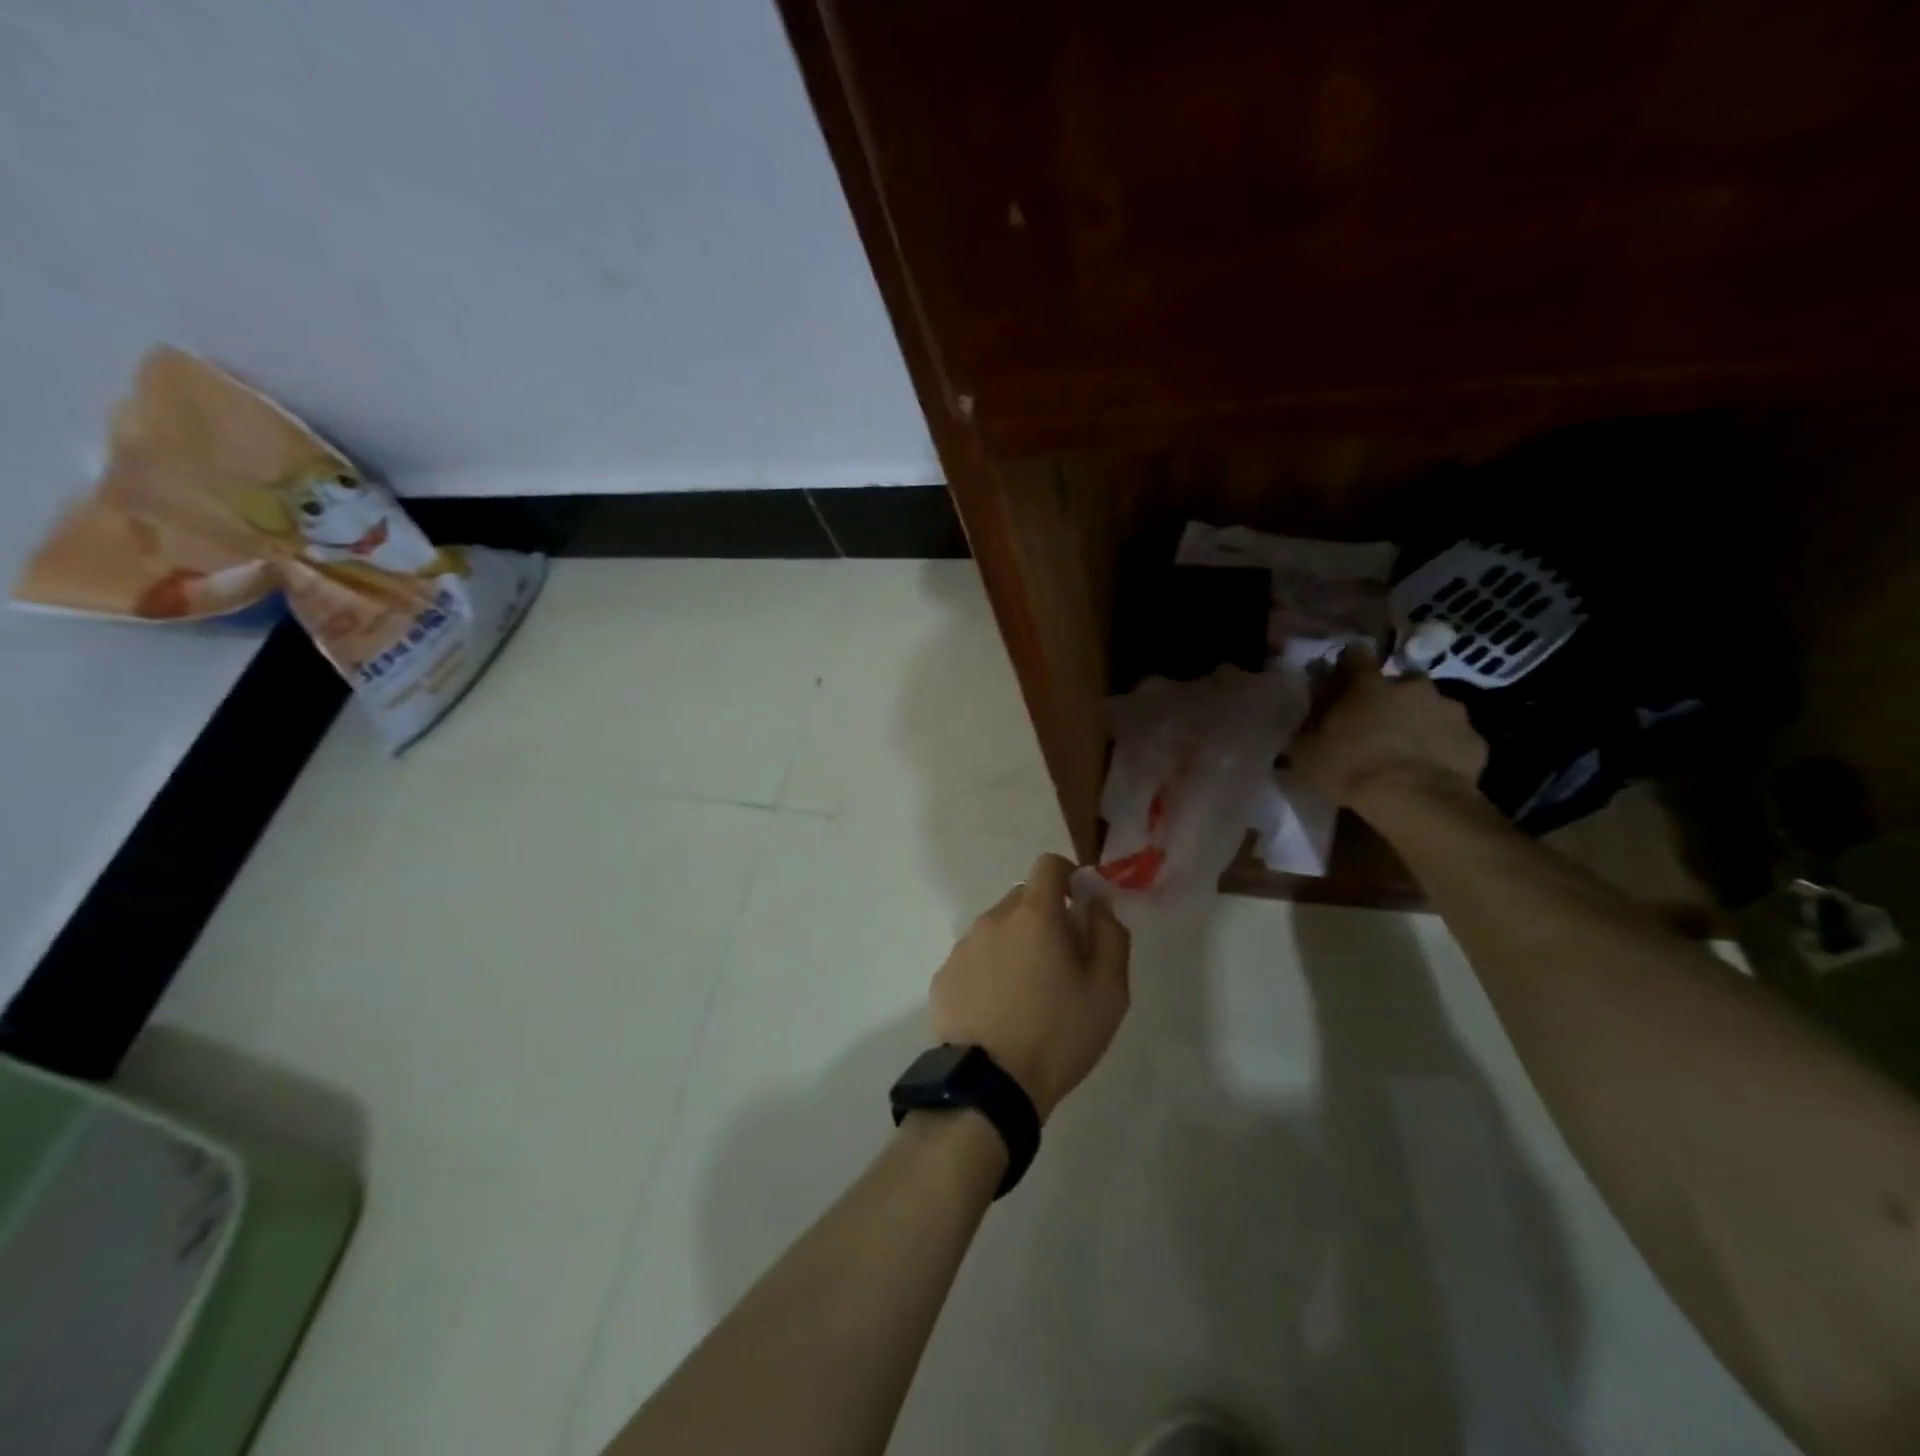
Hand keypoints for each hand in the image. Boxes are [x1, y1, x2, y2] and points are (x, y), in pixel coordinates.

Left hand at [929, 854, 1130, 1122]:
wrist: (991, 1086)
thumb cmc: (1059, 1034)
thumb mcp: (1108, 990)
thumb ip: (1110, 935)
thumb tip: (1098, 903)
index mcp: (1034, 915)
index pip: (1048, 865)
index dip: (1067, 875)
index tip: (1079, 903)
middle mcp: (992, 920)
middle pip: (1022, 900)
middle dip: (1043, 918)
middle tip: (1059, 961)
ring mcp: (962, 948)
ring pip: (996, 931)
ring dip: (1014, 946)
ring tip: (1026, 994)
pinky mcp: (943, 978)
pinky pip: (973, 960)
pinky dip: (988, 972)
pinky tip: (997, 1011)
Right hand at [1289, 648, 1488, 815]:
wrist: (1415, 800)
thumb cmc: (1350, 768)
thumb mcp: (1306, 751)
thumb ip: (1308, 726)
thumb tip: (1310, 717)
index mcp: (1366, 683)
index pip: (1355, 654)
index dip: (1348, 667)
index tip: (1342, 684)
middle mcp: (1411, 686)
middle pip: (1401, 681)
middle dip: (1392, 697)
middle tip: (1379, 724)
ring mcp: (1449, 709)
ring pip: (1432, 707)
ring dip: (1421, 720)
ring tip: (1409, 749)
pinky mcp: (1474, 738)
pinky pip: (1455, 737)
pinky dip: (1444, 747)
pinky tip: (1432, 769)